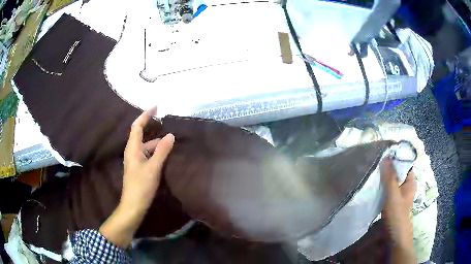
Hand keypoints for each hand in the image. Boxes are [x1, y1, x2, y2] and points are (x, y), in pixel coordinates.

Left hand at [121, 107, 173, 213]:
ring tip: (171, 142)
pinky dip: (156, 152)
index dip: (146, 115)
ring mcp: (135, 160)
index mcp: (133, 148)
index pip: (137, 126)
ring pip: (146, 146)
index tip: (156, 107)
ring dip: (157, 143)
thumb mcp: (153, 167)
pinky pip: (148, 155)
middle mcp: (132, 151)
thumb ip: (162, 151)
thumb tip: (171, 135)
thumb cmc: (141, 185)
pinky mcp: (139, 168)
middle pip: (142, 135)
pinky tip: (165, 155)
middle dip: (154, 129)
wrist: (134, 205)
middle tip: (168, 126)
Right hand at [380, 157, 415, 263]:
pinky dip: (382, 185)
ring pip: (392, 180)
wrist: (394, 238)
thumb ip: (390, 177)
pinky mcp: (392, 201)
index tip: (384, 151)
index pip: (405, 163)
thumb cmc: (397, 215)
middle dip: (389, 165)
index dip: (396, 156)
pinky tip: (374, 184)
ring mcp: (399, 194)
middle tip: (376, 160)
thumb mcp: (393, 195)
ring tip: (373, 170)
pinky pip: (388, 189)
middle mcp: (406, 185)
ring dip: (384, 176)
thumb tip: (386, 156)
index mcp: (410, 181)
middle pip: (398, 171)